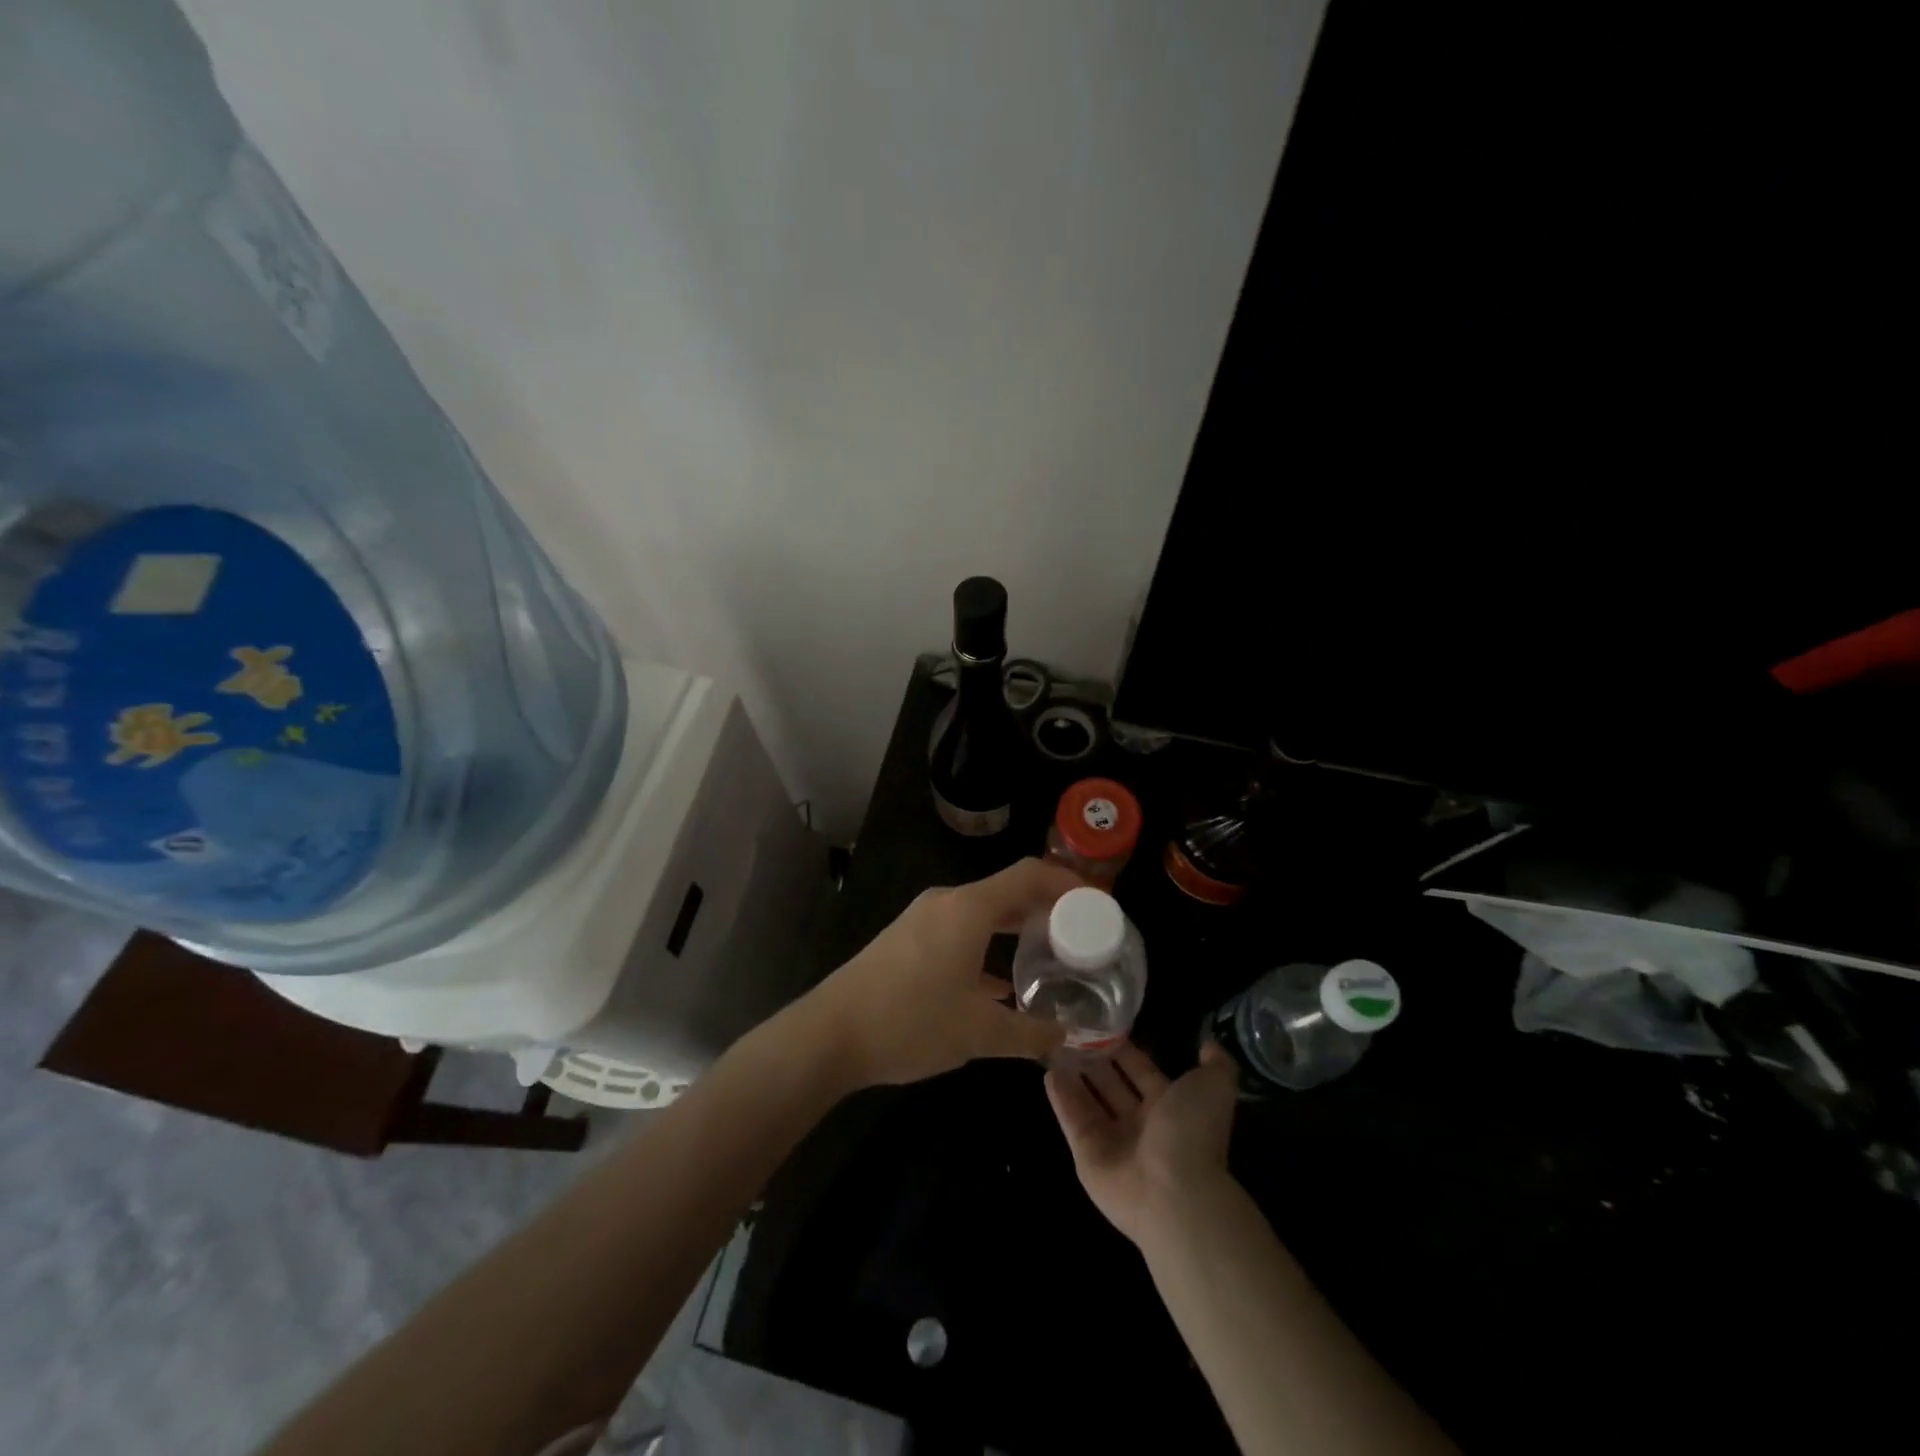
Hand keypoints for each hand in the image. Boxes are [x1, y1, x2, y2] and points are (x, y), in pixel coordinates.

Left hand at [801, 858, 1080, 1089]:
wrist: (830, 1034)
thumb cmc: (910, 1022)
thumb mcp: (978, 1032)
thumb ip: (1029, 1033)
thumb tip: (1064, 1037)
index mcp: (969, 908)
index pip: (1030, 875)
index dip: (1068, 884)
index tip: (1097, 906)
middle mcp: (947, 902)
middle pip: (1008, 890)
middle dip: (1047, 908)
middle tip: (1081, 935)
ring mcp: (923, 918)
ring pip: (983, 911)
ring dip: (1016, 928)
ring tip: (1048, 956)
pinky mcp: (907, 939)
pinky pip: (960, 929)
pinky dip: (988, 944)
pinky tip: (1001, 983)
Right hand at [1046, 1040, 1240, 1247]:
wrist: (1173, 1191)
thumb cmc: (1192, 1132)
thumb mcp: (1215, 1086)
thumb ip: (1216, 1063)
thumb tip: (1208, 1043)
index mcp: (1170, 1107)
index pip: (1142, 1071)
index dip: (1126, 1050)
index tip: (1105, 1023)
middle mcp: (1140, 1124)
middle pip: (1112, 1085)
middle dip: (1095, 1059)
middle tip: (1073, 1029)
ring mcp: (1112, 1141)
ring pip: (1089, 1100)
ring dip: (1074, 1074)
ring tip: (1054, 1044)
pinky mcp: (1086, 1154)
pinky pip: (1071, 1119)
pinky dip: (1060, 1096)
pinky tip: (1047, 1071)